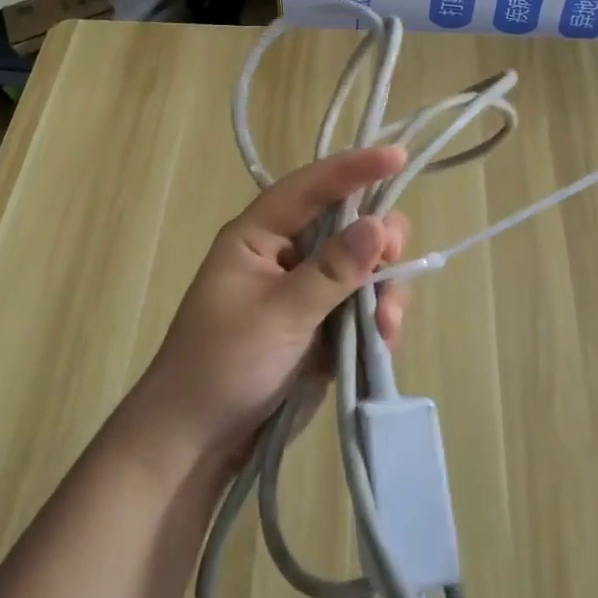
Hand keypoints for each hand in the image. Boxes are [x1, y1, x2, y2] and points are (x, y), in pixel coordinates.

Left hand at [128, 146, 410, 467]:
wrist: (198, 441)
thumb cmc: (222, 366)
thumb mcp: (278, 315)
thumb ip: (331, 271)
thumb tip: (378, 224)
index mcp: (258, 236)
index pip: (310, 187)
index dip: (354, 168)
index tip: (399, 157)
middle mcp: (285, 253)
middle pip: (346, 223)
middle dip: (377, 241)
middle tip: (395, 262)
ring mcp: (306, 290)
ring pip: (362, 267)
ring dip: (383, 290)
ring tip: (386, 328)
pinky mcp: (322, 324)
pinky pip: (362, 305)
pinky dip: (377, 319)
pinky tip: (382, 343)